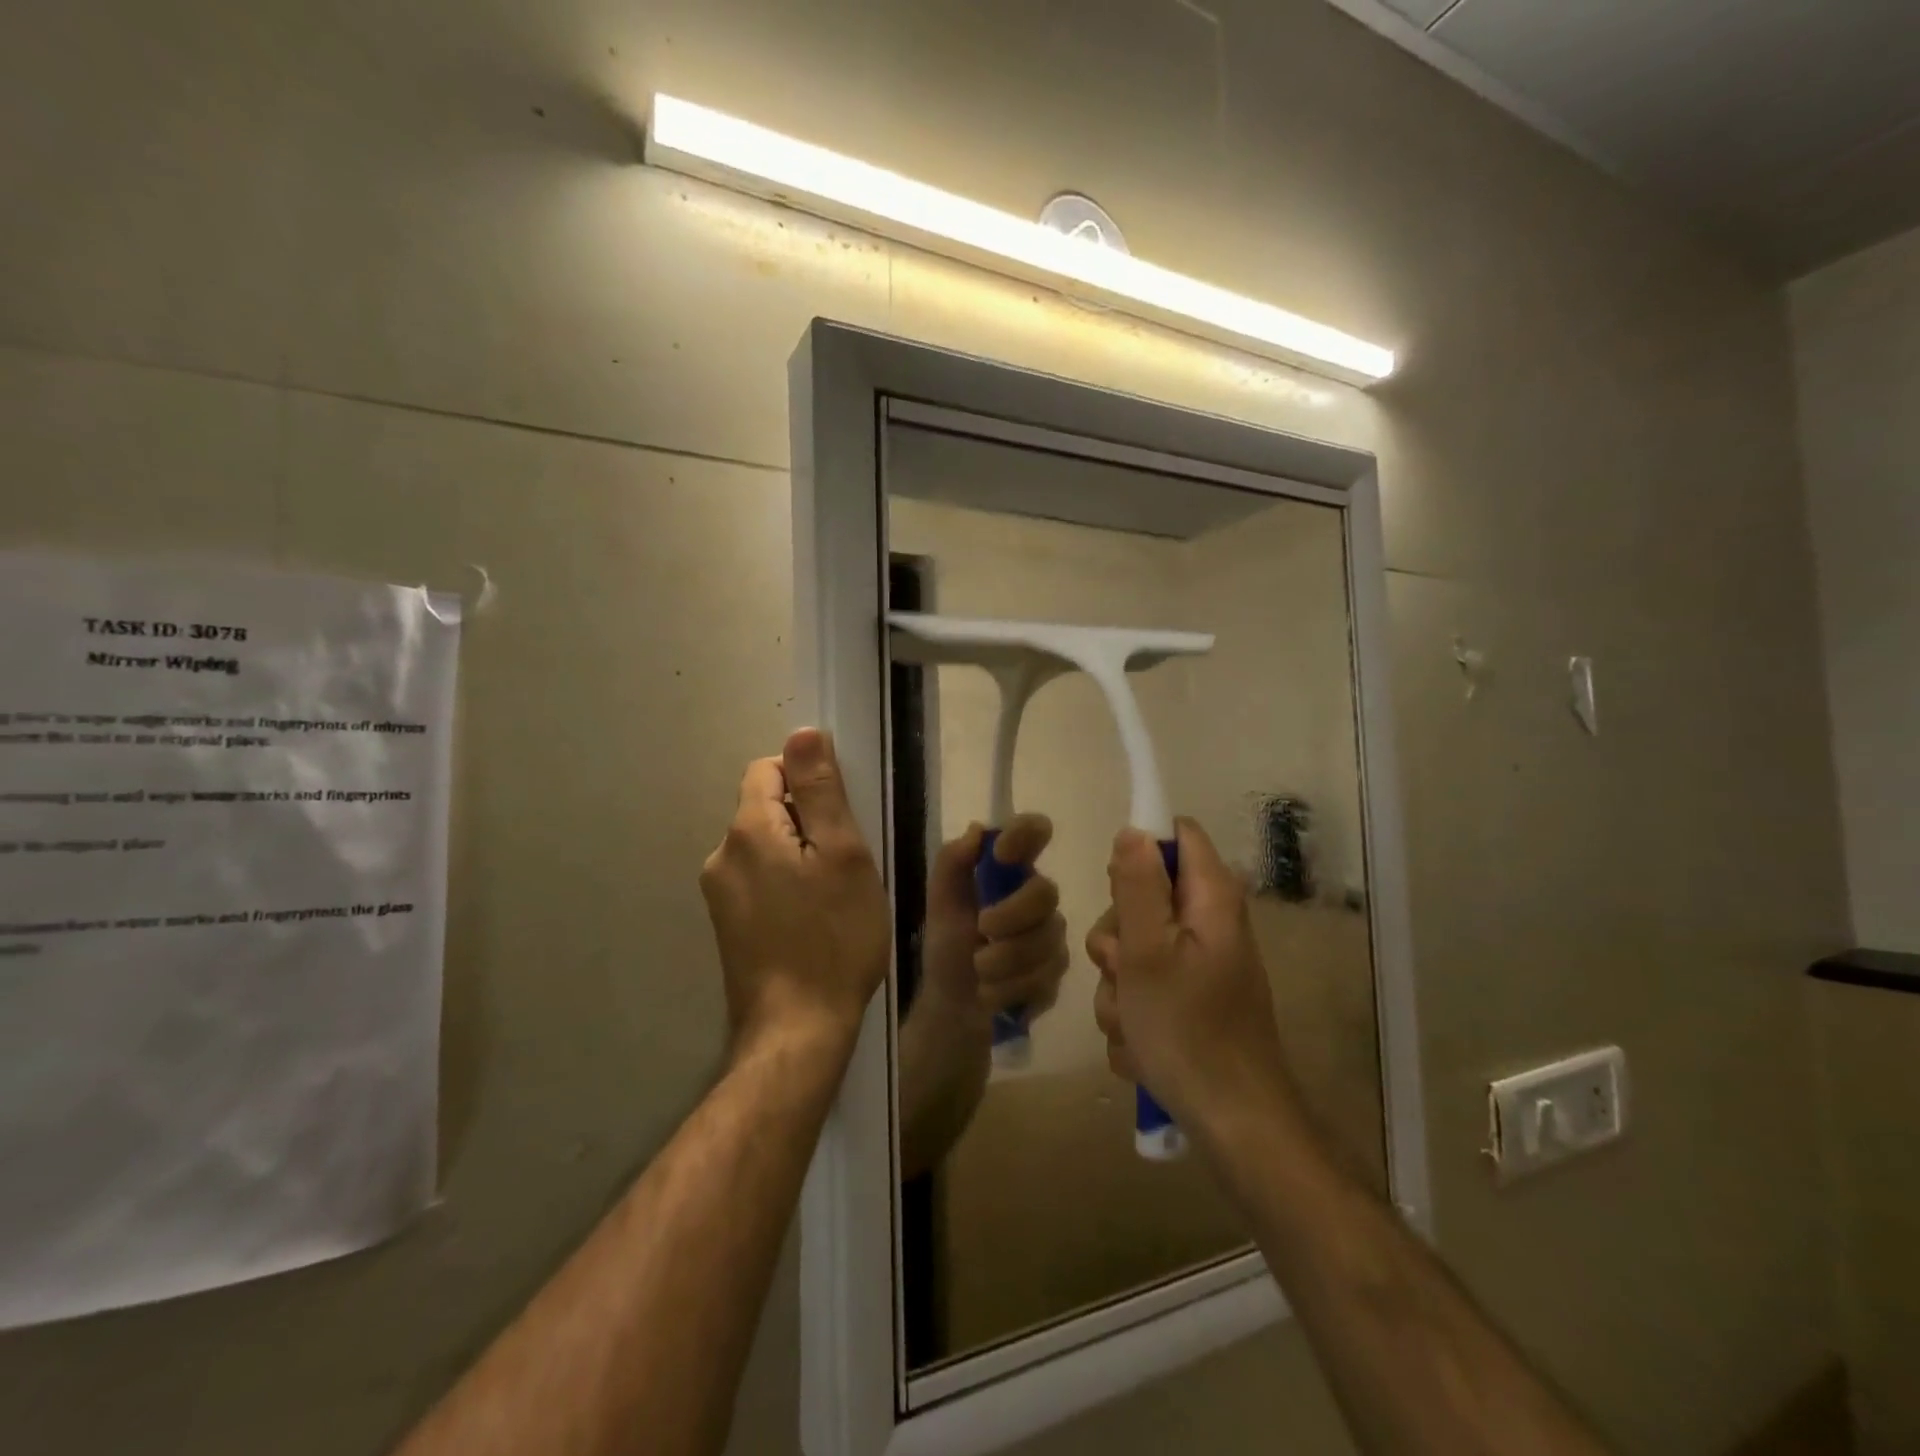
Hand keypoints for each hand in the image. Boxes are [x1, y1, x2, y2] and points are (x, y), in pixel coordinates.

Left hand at [700, 729, 890, 1049]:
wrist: (797, 1030)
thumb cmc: (834, 938)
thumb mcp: (843, 855)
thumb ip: (820, 790)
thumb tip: (802, 733)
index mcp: (748, 831)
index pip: (769, 769)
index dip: (808, 780)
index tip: (842, 817)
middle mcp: (721, 855)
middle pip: (766, 808)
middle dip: (807, 820)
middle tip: (846, 862)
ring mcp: (719, 894)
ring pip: (765, 846)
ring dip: (798, 854)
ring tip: (833, 895)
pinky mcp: (727, 925)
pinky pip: (759, 879)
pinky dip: (786, 883)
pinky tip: (812, 919)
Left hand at [921, 814, 1068, 1024]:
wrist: (954, 1004)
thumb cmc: (948, 945)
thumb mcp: (940, 902)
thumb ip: (952, 862)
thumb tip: (975, 830)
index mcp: (1010, 870)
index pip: (1035, 831)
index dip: (1025, 833)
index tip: (1000, 852)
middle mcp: (1037, 896)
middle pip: (1045, 892)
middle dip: (1010, 916)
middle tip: (981, 930)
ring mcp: (1052, 935)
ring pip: (1045, 941)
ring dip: (1003, 960)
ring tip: (979, 971)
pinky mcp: (1057, 973)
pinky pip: (1044, 976)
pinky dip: (1010, 988)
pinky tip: (993, 992)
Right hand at [1088, 819, 1293, 1133]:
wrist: (1233, 1125)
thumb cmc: (1188, 1032)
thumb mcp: (1146, 952)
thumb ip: (1137, 886)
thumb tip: (1133, 829)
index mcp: (1210, 898)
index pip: (1176, 834)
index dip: (1139, 850)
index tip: (1117, 891)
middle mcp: (1209, 923)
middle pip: (1144, 895)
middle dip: (1117, 934)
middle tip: (1122, 969)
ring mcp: (1201, 963)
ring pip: (1135, 947)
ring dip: (1119, 982)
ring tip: (1133, 1020)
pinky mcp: (1192, 998)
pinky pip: (1145, 985)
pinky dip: (1134, 1011)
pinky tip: (1141, 1044)